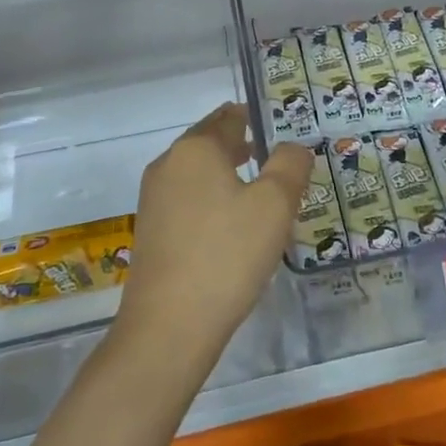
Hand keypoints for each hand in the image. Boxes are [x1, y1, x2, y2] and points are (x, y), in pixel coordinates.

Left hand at [114, 103, 310, 371]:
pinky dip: (214, 201)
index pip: (229, 117)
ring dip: (229, 176)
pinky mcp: (152, 232)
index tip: (282, 129)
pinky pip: (189, 201)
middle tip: (279, 160)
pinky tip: (234, 227)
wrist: (169, 327)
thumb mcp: (275, 204)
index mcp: (195, 149)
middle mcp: (168, 165)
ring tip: (262, 192)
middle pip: (210, 143)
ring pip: (199, 174)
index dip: (256, 118)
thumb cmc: (227, 255)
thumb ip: (290, 165)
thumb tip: (294, 147)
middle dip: (244, 147)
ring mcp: (154, 200)